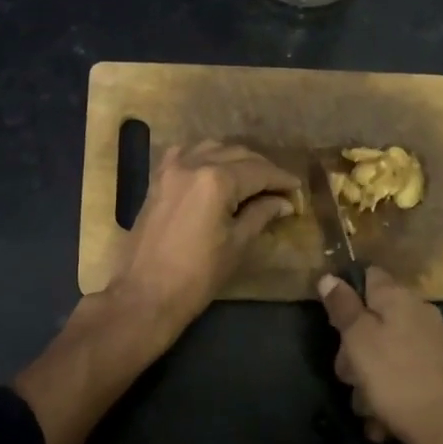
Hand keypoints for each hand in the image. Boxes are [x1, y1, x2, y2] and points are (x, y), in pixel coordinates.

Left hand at [107, 141, 299, 343]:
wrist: (145, 295)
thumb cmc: (197, 276)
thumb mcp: (237, 245)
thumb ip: (261, 215)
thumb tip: (283, 202)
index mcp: (217, 180)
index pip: (259, 171)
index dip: (282, 179)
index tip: (297, 189)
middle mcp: (193, 164)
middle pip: (237, 154)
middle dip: (262, 169)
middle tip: (279, 188)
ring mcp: (171, 169)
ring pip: (211, 148)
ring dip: (235, 159)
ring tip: (251, 180)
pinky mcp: (157, 180)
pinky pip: (184, 154)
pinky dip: (204, 157)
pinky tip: (214, 171)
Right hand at [317, 267, 442, 443]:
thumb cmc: (395, 378)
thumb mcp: (358, 339)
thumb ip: (342, 306)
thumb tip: (329, 276)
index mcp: (399, 298)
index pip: (368, 275)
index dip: (346, 293)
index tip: (333, 321)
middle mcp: (418, 314)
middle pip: (371, 319)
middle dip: (352, 349)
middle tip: (348, 373)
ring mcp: (429, 345)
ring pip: (381, 352)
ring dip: (366, 380)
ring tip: (366, 406)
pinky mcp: (435, 373)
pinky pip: (398, 376)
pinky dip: (386, 395)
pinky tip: (381, 421)